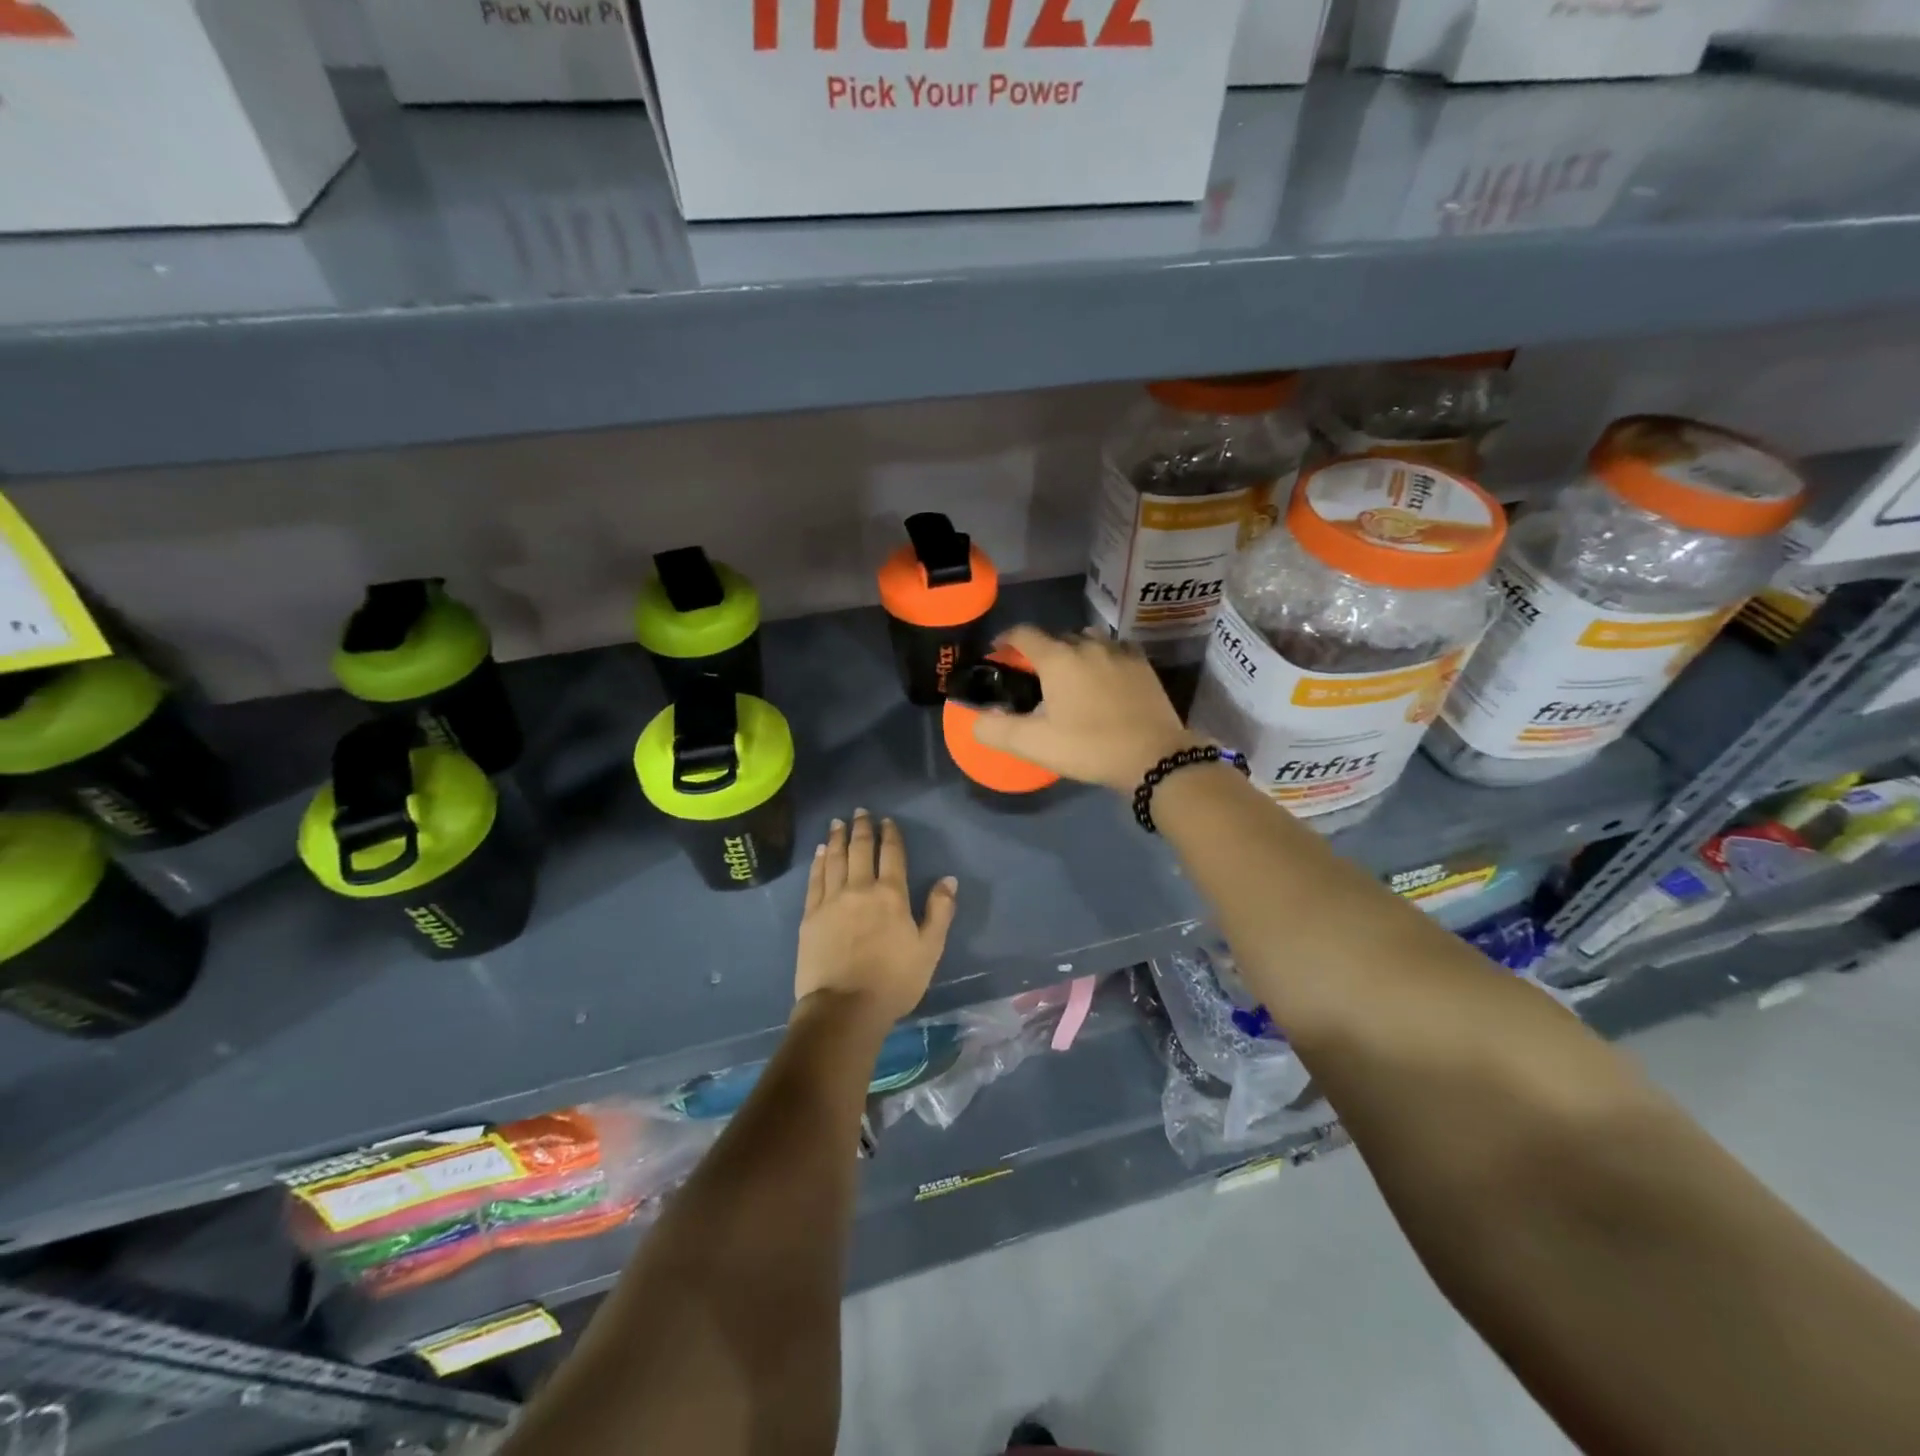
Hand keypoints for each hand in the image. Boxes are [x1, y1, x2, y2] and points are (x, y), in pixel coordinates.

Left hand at [795, 808, 957, 1029]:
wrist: (844, 1008)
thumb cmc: (893, 981)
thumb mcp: (930, 949)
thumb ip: (940, 911)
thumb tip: (948, 879)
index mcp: (891, 895)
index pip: (891, 854)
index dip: (890, 835)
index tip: (886, 820)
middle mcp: (860, 888)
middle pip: (860, 850)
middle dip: (861, 828)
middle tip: (860, 811)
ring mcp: (831, 900)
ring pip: (834, 859)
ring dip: (837, 838)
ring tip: (838, 823)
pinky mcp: (810, 915)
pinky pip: (815, 879)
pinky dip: (818, 861)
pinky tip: (820, 852)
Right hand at [970, 627, 1198, 792]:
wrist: (1154, 757)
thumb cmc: (1089, 747)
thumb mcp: (1035, 744)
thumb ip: (996, 730)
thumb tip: (975, 719)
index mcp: (1057, 658)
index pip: (1023, 634)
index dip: (1006, 639)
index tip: (998, 652)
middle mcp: (1087, 645)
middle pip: (1056, 637)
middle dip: (1041, 652)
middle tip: (1035, 678)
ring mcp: (1119, 652)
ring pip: (1088, 641)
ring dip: (1074, 652)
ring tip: (1071, 676)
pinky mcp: (1143, 665)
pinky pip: (1115, 650)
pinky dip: (1103, 657)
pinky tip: (1104, 677)